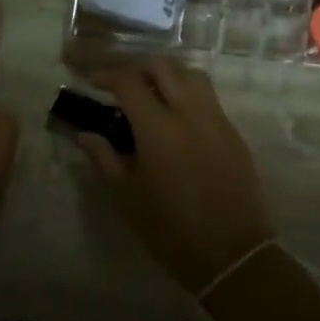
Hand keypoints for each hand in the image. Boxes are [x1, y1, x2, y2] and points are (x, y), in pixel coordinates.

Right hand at [75, 58, 273, 294]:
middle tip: (122, 85)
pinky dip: (188, 93)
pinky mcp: (234, 132)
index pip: (129, 82)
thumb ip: (104, 158)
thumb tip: (85, 133)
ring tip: (152, 94)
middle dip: (138, 68)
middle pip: (163, 66)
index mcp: (158, 128)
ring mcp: (216, 119)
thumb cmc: (170, 230)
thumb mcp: (127, 198)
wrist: (232, 254)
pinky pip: (208, 97)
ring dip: (168, 75)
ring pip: (191, 74)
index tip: (93, 81)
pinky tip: (177, 116)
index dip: (107, 75)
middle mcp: (189, 112)